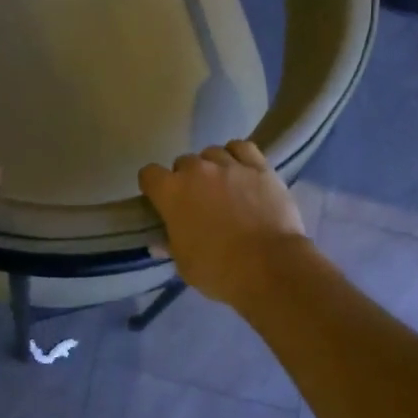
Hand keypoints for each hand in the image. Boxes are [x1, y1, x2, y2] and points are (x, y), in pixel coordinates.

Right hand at [138, 140, 306, 305]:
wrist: (268, 266)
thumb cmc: (218, 269)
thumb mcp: (184, 264)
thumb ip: (171, 246)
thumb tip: (160, 243)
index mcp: (171, 192)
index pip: (149, 174)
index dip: (153, 187)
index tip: (161, 200)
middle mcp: (197, 170)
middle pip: (183, 162)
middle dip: (186, 179)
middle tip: (197, 201)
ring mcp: (229, 165)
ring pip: (212, 153)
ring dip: (212, 167)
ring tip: (222, 185)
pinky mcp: (259, 167)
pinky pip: (242, 148)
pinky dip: (238, 156)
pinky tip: (241, 170)